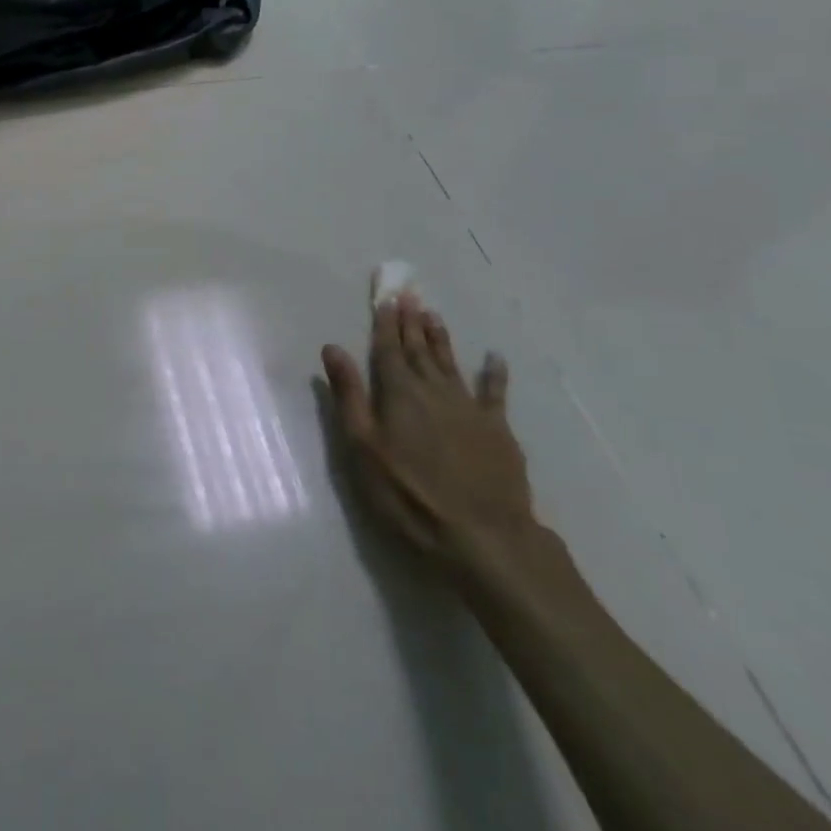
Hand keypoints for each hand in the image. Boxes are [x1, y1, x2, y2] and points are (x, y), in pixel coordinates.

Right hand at [320, 288, 535, 564]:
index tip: (385, 298)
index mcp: (398, 393)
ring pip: (450, 363)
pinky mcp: (497, 430)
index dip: (384, 323)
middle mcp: (433, 390)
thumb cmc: (409, 495)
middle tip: (409, 294)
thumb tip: (332, 348)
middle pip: (419, 350)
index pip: (387, 349)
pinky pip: (495, 393)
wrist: (482, 536)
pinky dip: (494, 373)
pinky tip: (494, 358)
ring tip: (433, 314)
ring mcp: (468, 408)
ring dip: (441, 338)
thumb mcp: (363, 448)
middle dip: (410, 322)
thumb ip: (349, 395)